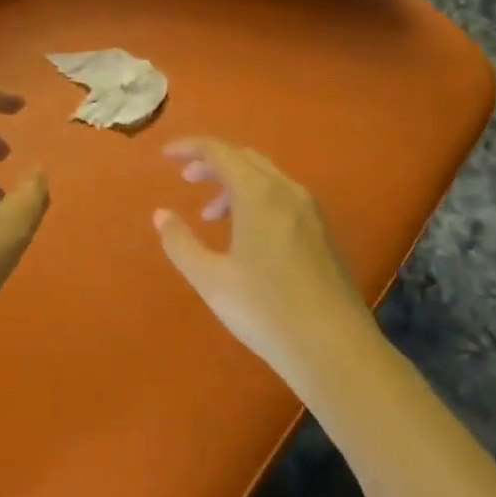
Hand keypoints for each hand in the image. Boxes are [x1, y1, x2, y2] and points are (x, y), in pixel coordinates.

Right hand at [153, 139, 376, 385]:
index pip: (219, 151)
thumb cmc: (265, 310)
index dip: (190, 147)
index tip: (166, 155)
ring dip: (235, 183)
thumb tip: (161, 214)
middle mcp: (288, 191)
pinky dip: (257, 198)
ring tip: (211, 216)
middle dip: (213, 163)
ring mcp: (311, 211)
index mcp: (258, 194)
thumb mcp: (210, 279)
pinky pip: (283, 196)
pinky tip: (247, 234)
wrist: (334, 349)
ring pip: (266, 177)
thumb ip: (180, 242)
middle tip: (186, 179)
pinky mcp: (323, 232)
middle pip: (245, 158)